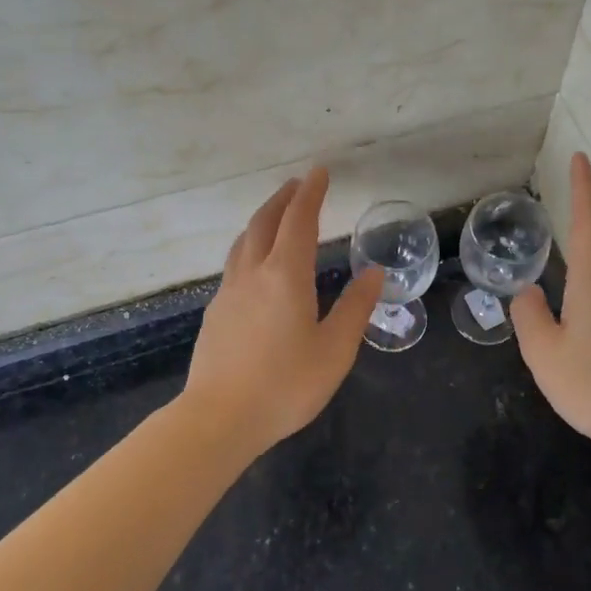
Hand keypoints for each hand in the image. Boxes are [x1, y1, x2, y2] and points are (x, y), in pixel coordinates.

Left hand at [184, 167, 383, 451]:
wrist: (219, 418)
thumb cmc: (285, 385)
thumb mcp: (334, 350)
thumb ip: (355, 308)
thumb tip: (374, 272)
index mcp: (285, 275)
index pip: (299, 221)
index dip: (310, 193)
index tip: (319, 172)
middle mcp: (253, 273)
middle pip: (265, 222)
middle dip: (283, 199)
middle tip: (298, 185)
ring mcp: (229, 292)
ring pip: (244, 241)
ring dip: (262, 220)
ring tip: (276, 216)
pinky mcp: (216, 313)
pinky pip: (235, 264)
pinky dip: (250, 247)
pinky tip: (256, 265)